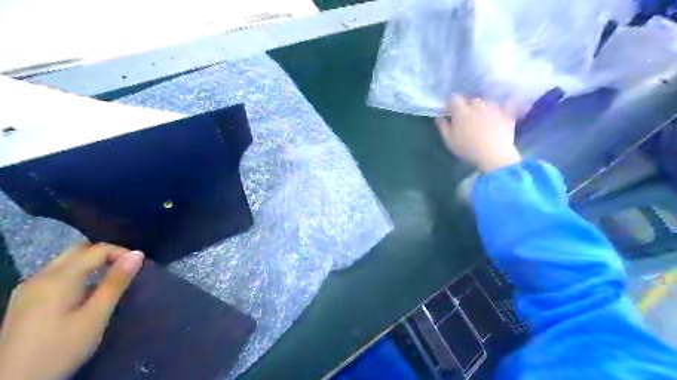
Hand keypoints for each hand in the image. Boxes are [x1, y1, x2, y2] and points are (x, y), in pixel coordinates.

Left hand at [0, 243, 144, 379]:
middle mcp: (39, 276)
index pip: (97, 249)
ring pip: (66, 261)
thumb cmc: (60, 349)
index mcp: (58, 278)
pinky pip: (55, 275)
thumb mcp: (95, 316)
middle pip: (78, 250)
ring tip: (109, 282)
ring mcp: (27, 288)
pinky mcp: (23, 301)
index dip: (122, 253)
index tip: (139, 269)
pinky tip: (83, 294)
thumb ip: (116, 282)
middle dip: (106, 255)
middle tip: (125, 271)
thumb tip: (137, 255)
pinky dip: (76, 275)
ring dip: (91, 264)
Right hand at [437, 94, 519, 171]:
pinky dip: (504, 106)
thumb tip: (439, 117)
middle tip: (468, 118)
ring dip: (484, 107)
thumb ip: (443, 127)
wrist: (494, 155)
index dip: (452, 103)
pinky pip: (505, 105)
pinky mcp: (507, 113)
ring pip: (486, 102)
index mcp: (461, 111)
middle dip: (469, 106)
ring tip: (484, 118)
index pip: (454, 98)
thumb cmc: (468, 149)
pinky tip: (504, 109)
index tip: (451, 110)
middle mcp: (477, 105)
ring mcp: (493, 107)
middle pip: (471, 100)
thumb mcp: (449, 141)